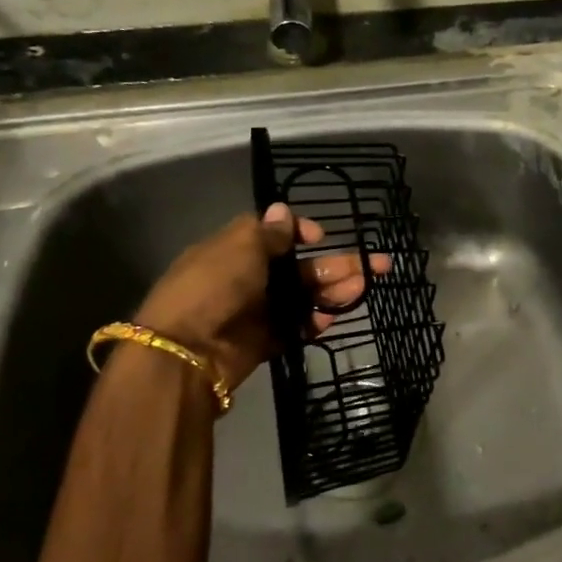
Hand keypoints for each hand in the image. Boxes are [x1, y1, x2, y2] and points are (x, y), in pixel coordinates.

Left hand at [131, 204, 384, 390]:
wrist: (186, 352)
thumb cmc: (212, 287)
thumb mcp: (239, 248)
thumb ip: (268, 233)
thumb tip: (283, 210)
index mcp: (235, 251)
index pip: (274, 236)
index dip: (300, 233)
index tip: (321, 236)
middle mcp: (247, 279)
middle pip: (299, 269)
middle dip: (336, 266)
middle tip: (376, 265)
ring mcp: (257, 312)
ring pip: (304, 298)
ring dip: (333, 292)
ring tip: (362, 289)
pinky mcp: (264, 342)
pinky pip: (296, 328)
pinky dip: (314, 323)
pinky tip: (332, 318)